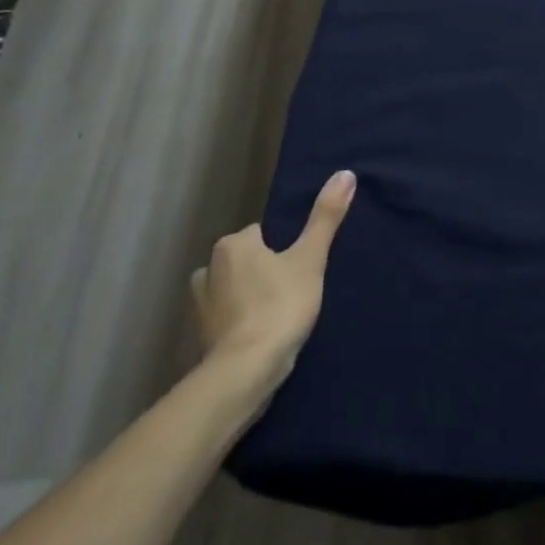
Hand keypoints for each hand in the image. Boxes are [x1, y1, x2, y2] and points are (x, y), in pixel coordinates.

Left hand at [190, 170, 355, 408]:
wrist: (246, 372)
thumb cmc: (280, 306)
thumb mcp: (310, 258)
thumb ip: (326, 217)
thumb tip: (345, 173)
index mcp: (233, 244)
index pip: (262, 233)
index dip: (283, 248)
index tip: (299, 266)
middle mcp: (208, 268)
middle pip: (245, 260)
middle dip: (263, 271)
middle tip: (293, 290)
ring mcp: (199, 306)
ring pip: (232, 288)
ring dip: (248, 297)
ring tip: (277, 314)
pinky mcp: (199, 337)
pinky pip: (225, 318)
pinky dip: (239, 322)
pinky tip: (260, 335)